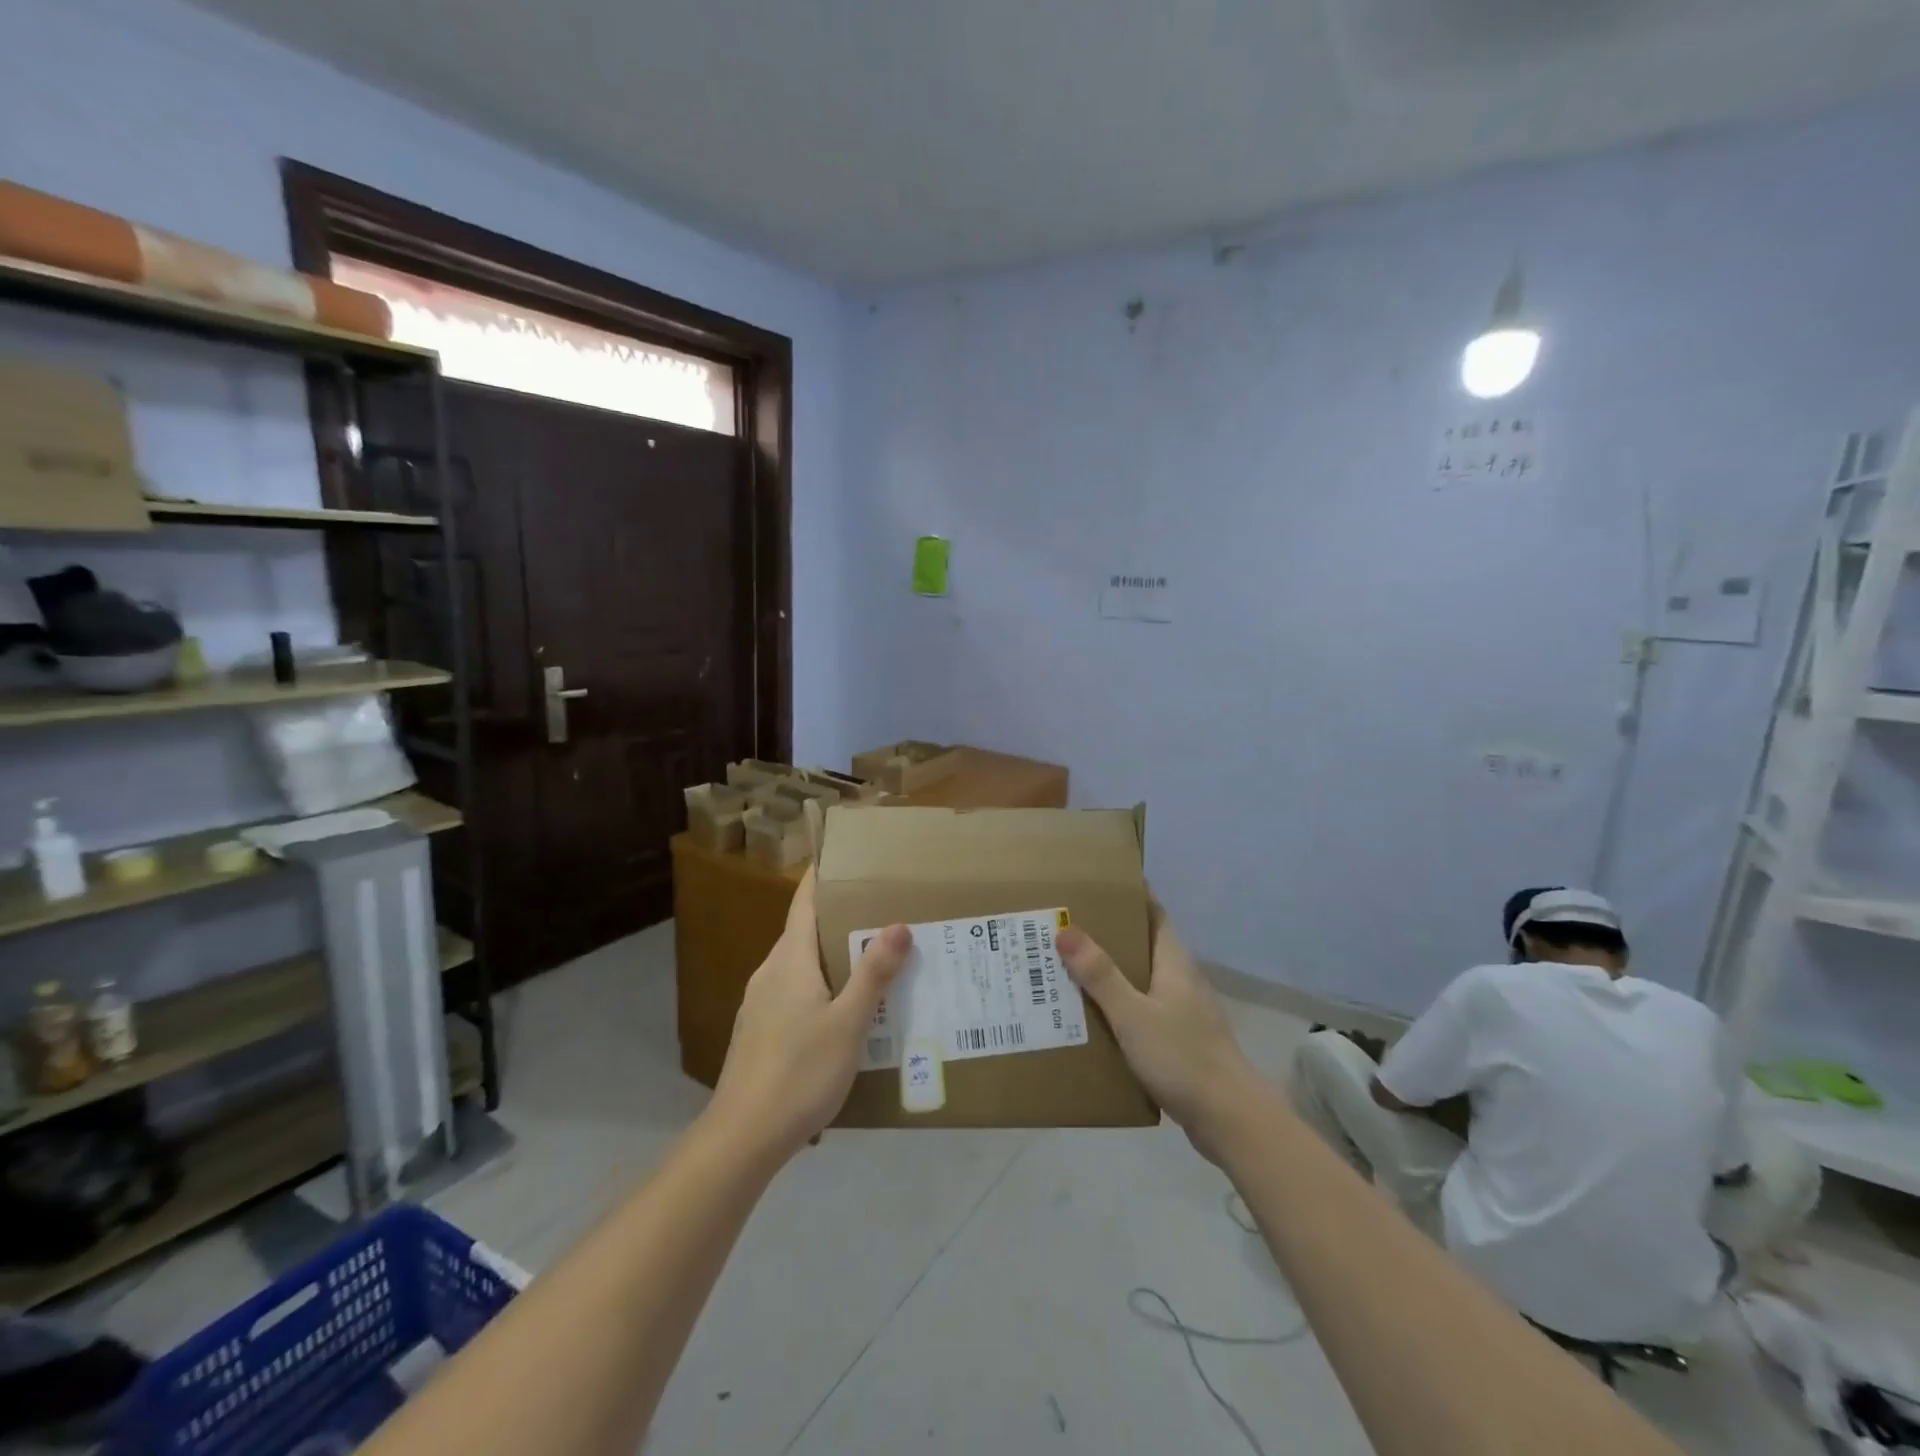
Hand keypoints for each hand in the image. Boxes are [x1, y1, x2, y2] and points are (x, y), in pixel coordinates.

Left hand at [709, 868, 909, 1161]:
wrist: (742, 1138)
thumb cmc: (800, 1072)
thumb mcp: (849, 1023)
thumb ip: (873, 973)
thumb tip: (898, 924)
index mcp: (790, 961)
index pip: (804, 902)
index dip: (821, 877)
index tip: (844, 856)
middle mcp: (769, 973)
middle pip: (803, 932)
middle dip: (838, 919)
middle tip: (880, 912)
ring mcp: (758, 1004)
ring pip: (799, 966)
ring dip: (830, 957)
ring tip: (870, 961)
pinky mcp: (757, 1032)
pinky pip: (792, 994)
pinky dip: (818, 988)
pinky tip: (842, 1012)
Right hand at [1057, 903, 1262, 1156]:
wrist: (1229, 1119)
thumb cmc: (1183, 1057)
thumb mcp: (1133, 1014)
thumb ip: (1100, 974)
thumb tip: (1066, 929)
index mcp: (1175, 963)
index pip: (1154, 913)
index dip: (1131, 895)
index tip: (1097, 884)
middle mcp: (1181, 980)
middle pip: (1143, 945)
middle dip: (1108, 935)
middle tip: (1066, 926)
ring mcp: (1183, 1012)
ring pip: (1141, 981)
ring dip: (1110, 973)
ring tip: (1067, 969)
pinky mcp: (1180, 1041)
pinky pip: (1142, 1012)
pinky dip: (1118, 1007)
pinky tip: (1092, 1018)